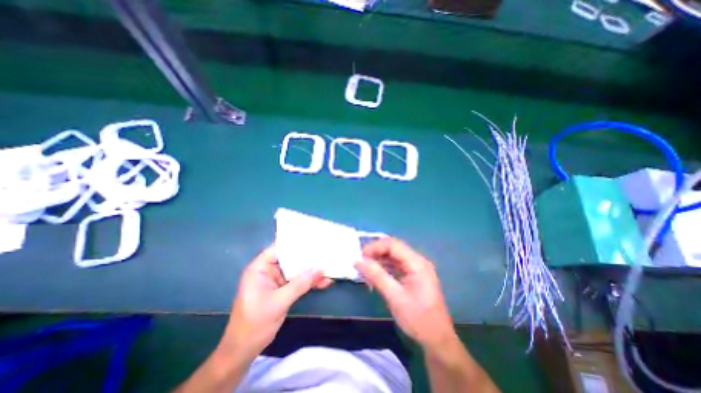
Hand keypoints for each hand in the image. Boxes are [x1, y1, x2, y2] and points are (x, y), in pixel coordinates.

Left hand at [220, 245, 331, 357]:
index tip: (314, 240)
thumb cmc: (254, 324)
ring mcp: (276, 280)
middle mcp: (268, 270)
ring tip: (329, 269)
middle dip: (308, 258)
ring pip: (297, 270)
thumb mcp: (279, 302)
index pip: (279, 248)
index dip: (296, 243)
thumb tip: (320, 269)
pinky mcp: (283, 289)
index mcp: (260, 268)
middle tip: (326, 253)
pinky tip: (324, 282)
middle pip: (291, 258)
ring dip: (312, 271)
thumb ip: (300, 284)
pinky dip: (309, 282)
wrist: (244, 351)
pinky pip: (298, 281)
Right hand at [357, 238, 454, 348]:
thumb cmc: (418, 319)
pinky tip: (374, 273)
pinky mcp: (413, 275)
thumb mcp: (395, 297)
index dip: (375, 247)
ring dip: (379, 259)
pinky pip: (396, 265)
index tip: (361, 256)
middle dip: (376, 252)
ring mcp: (416, 268)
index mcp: (417, 263)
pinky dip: (384, 267)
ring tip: (365, 267)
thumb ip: (377, 276)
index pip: (393, 245)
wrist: (437, 341)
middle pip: (394, 248)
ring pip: (394, 255)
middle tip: (361, 261)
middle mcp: (417, 261)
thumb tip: (358, 261)